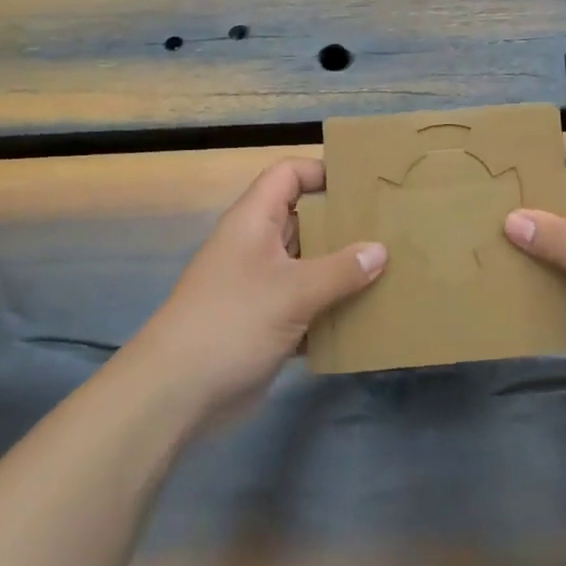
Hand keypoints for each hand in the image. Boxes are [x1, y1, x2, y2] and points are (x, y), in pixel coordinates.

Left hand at [130, 158, 384, 426]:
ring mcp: (259, 285)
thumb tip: (380, 250)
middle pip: (303, 219)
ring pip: (307, 264)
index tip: (362, 184)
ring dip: (341, 270)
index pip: (287, 175)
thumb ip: (341, 270)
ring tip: (388, 270)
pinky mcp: (264, 322)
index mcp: (253, 221)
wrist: (176, 393)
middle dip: (342, 224)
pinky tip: (364, 316)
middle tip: (388, 228)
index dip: (321, 171)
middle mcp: (256, 246)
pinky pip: (305, 304)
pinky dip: (329, 308)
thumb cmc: (233, 322)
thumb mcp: (293, 291)